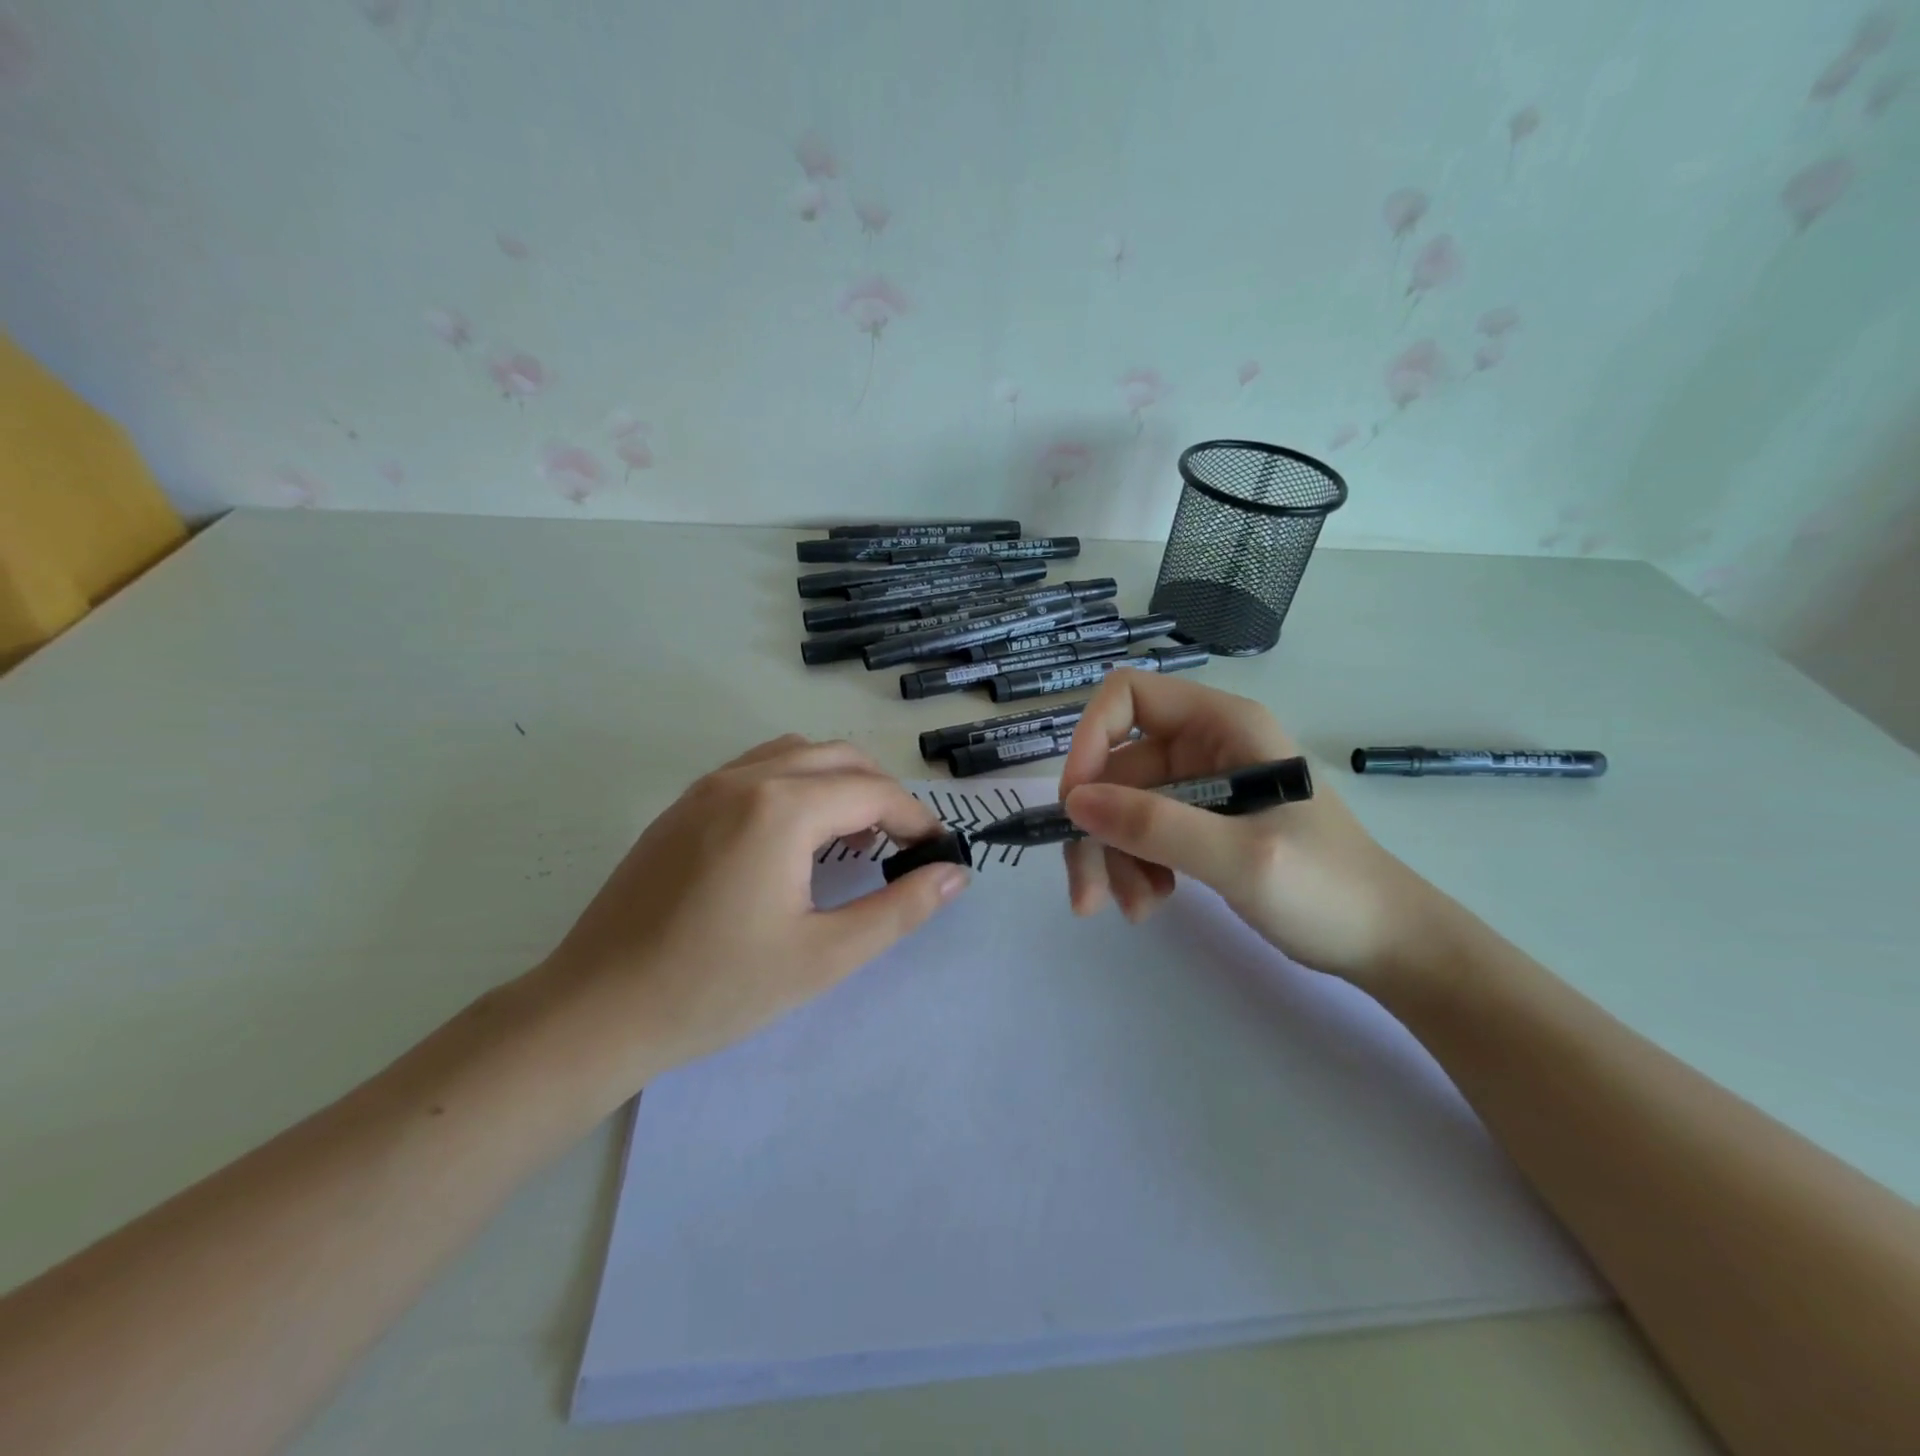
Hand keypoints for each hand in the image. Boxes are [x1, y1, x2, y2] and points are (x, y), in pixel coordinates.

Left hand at [536, 736, 968, 1084]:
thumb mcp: (824, 956)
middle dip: (882, 794)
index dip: (917, 819)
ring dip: (838, 783)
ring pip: (796, 754)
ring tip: (851, 840)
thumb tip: (955, 874)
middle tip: (901, 847)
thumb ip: (899, 909)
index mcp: (782, 808)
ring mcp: (706, 787)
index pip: (873, 792)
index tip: (939, 853)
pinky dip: (795, 784)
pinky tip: (793, 840)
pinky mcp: (681, 806)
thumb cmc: (717, 988)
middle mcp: (746, 778)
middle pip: (839, 758)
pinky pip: (756, 769)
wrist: (595, 1011)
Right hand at [1056, 675, 1441, 988]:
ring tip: (1134, 908)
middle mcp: (1205, 746)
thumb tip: (1074, 802)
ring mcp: (1201, 787)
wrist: (1387, 944)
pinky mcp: (1200, 824)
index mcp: (1223, 725)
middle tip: (1086, 891)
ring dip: (1112, 856)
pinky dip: (1133, 867)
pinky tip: (1151, 904)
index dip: (1091, 739)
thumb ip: (1156, 826)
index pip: (1129, 695)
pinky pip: (1142, 833)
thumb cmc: (1329, 889)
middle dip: (1097, 827)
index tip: (1077, 803)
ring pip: (1122, 805)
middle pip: (1116, 766)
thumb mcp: (1241, 857)